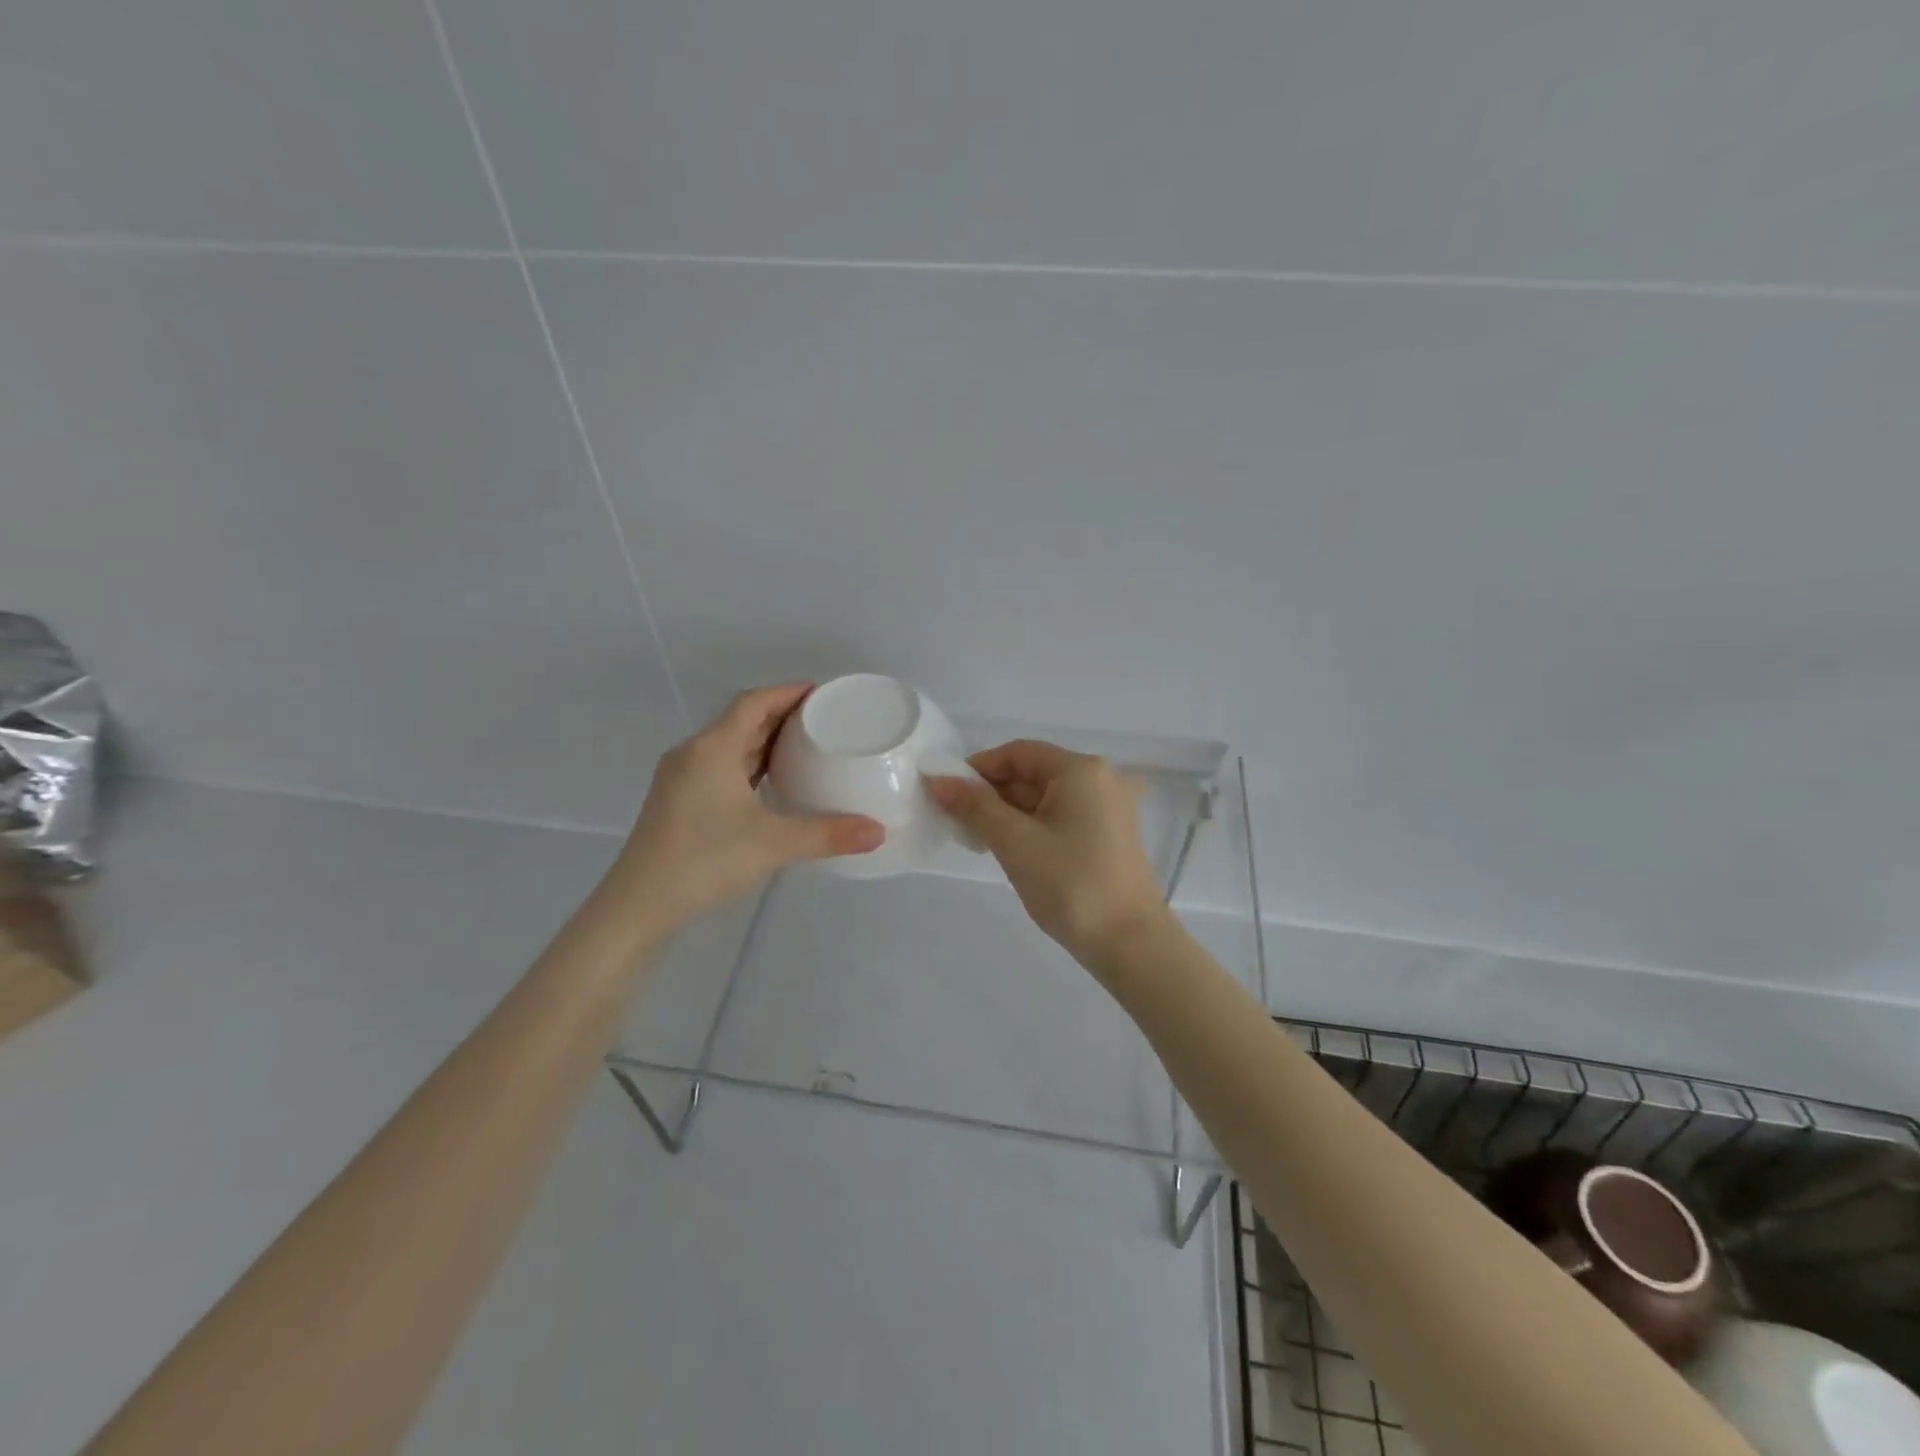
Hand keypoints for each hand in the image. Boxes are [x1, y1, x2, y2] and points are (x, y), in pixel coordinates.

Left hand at [612, 684, 884, 931]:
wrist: (638, 906)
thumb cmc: (704, 861)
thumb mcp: (773, 844)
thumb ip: (827, 834)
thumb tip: (878, 832)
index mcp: (711, 748)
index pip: (753, 702)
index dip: (787, 692)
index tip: (821, 693)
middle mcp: (692, 754)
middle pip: (741, 721)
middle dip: (781, 716)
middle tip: (823, 720)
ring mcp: (680, 779)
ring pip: (728, 746)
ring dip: (764, 742)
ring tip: (804, 747)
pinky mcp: (677, 803)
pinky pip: (720, 768)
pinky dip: (748, 766)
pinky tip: (770, 784)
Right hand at [926, 740, 1172, 970]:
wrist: (1130, 943)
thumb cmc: (1070, 884)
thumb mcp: (1015, 842)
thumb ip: (975, 806)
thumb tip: (938, 780)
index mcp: (1081, 770)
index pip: (1018, 753)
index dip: (979, 768)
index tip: (947, 793)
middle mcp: (1100, 779)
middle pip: (1033, 773)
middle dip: (992, 793)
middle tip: (957, 821)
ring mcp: (1109, 808)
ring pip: (1046, 797)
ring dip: (1009, 812)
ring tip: (977, 839)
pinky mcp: (1109, 834)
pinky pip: (1062, 816)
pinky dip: (1032, 826)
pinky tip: (1009, 849)